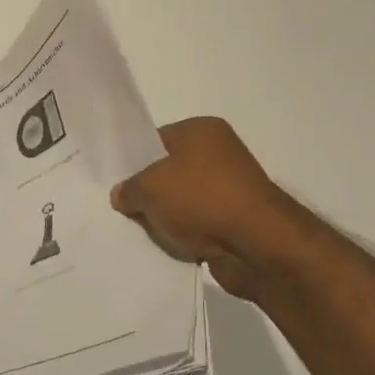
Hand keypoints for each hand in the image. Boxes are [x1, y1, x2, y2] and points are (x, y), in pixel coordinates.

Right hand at [112, 117, 288, 298]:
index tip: (117, 182)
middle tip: (124, 207)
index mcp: (201, 130)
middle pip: (169, 171)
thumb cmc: (200, 199)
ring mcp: (230, 187)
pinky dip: (185, 234)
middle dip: (149, 191)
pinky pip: (198, 224)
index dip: (134, 161)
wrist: (257, 244)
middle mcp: (219, 152)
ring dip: (167, 216)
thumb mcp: (148, 188)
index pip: (156, 140)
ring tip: (143, 230)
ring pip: (183, 201)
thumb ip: (128, 189)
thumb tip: (122, 195)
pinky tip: (167, 244)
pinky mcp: (236, 219)